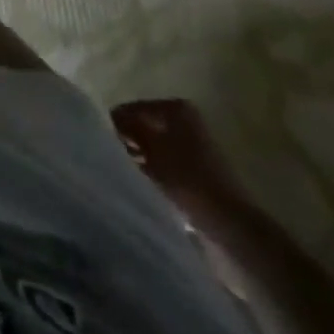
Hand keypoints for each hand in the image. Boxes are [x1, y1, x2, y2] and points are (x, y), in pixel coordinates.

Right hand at [109, 98, 248, 228]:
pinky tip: (144, 184)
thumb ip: (129, 128)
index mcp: (177, 109)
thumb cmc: (187, 178)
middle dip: (129, 140)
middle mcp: (187, 122)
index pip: (134, 109)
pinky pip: (165, 165)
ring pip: (155, 146)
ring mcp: (194, 148)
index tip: (103, 142)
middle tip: (114, 157)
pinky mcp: (198, 173)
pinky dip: (153, 172)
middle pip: (145, 126)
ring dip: (140, 158)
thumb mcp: (151, 148)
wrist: (230, 224)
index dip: (117, 124)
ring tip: (126, 172)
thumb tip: (112, 118)